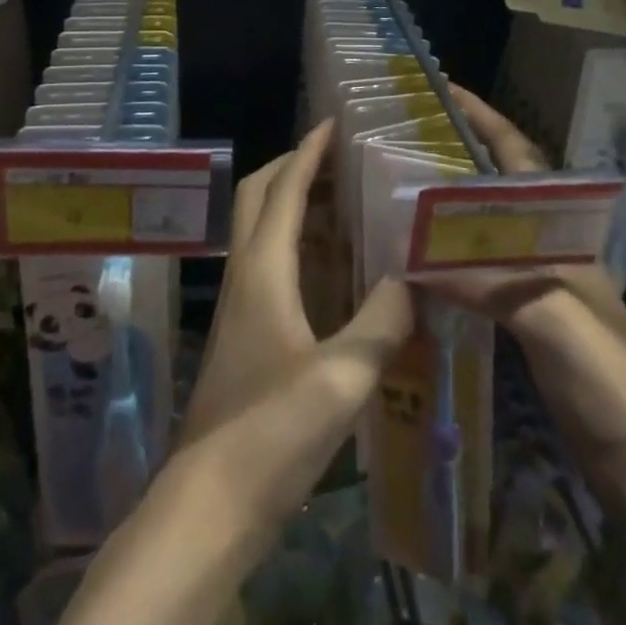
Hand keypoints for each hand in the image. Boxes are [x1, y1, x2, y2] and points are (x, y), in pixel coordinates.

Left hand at [173, 120, 415, 522]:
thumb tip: (414, 278)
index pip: (285, 188)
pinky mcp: (245, 331)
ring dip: (293, 202)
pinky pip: (269, 262)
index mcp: (263, 269)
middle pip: (260, 196)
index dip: (309, 151)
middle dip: (293, 165)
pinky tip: (332, 265)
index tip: (334, 123)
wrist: (211, 502)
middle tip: (339, 156)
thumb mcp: (343, 378)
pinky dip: (296, 242)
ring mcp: (240, 303)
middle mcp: (245, 273)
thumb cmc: (272, 432)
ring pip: (261, 229)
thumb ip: (383, 321)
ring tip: (343, 198)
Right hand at [429, 87, 625, 355]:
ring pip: (483, 227)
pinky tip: (415, 264)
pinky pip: (476, 271)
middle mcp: (547, 244)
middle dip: (457, 155)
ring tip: (397, 190)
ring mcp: (536, 280)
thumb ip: (486, 279)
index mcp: (560, 228)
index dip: (485, 119)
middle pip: (496, 185)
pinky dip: (446, 258)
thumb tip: (413, 256)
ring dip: (447, 205)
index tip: (446, 91)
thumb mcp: (550, 315)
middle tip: (404, 140)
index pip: (518, 157)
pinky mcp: (526, 318)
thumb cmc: (607, 372)